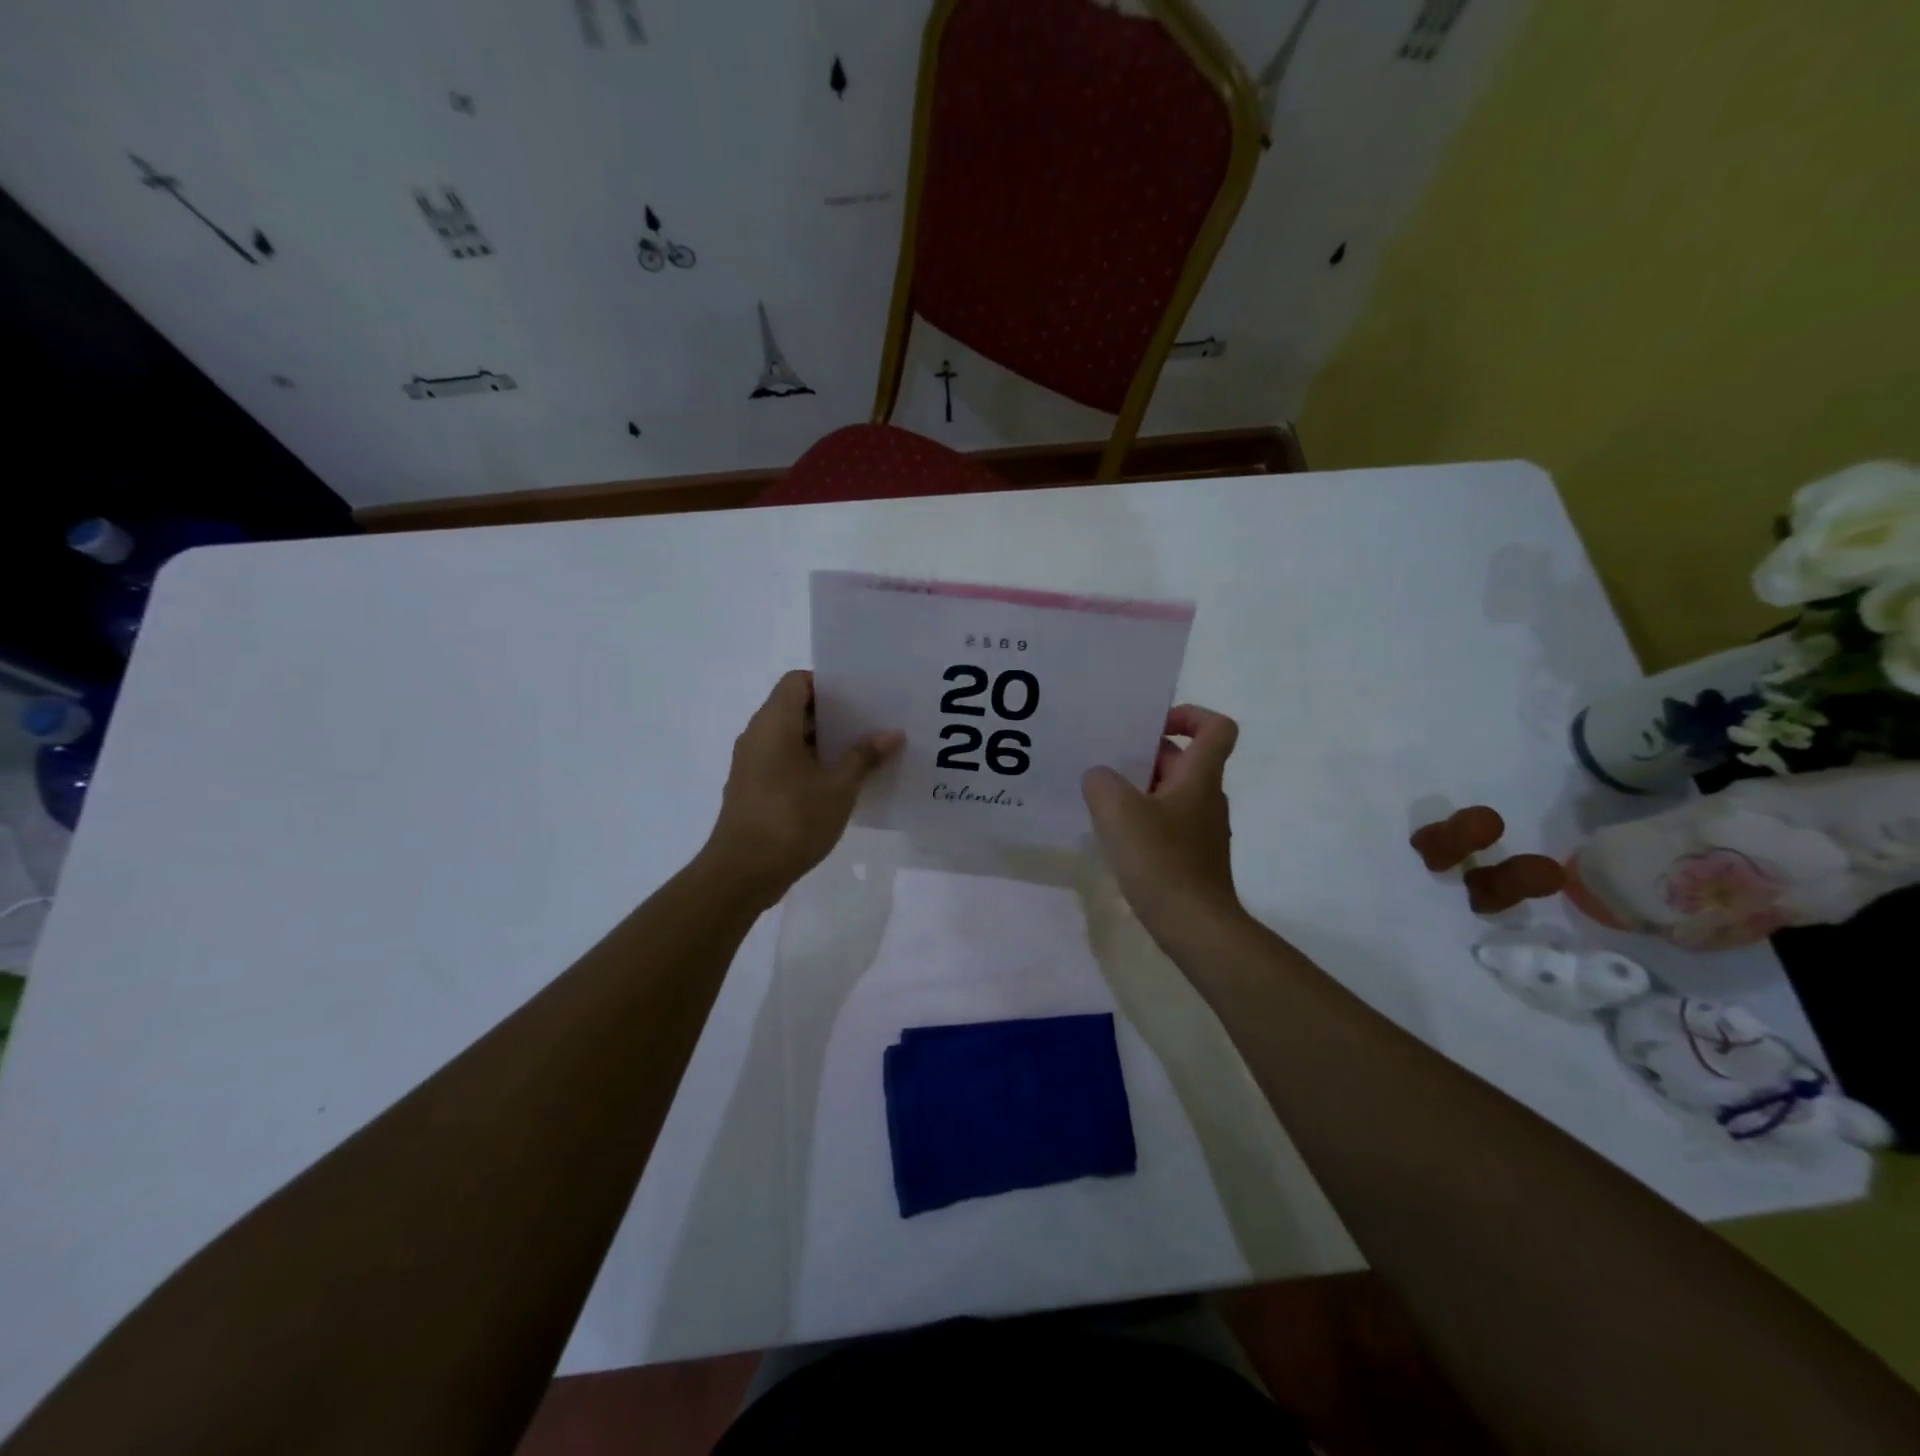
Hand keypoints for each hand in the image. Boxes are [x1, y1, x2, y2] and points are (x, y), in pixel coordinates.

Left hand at [703, 670, 903, 907]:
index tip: (861, 696)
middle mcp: (758, 736)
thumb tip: (893, 733)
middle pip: (796, 708)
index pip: (798, 681)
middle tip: (873, 722)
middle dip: (834, 715)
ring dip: (824, 743)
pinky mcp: (754, 789)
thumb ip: (865, 756)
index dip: (828, 684)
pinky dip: (810, 764)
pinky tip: (840, 783)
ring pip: (791, 738)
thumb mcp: (838, 787)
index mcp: (774, 723)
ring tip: (865, 752)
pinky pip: (784, 762)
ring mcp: (752, 764)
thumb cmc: (792, 820)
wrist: (742, 873)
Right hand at [1083, 705, 1246, 943]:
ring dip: (1139, 790)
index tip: (1152, 725)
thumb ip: (1101, 782)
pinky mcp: (1193, 857)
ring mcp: (1202, 829)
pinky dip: (1143, 821)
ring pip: (1171, 793)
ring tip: (1101, 800)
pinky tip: (1115, 838)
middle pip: (1183, 759)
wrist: (1195, 926)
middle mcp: (1207, 797)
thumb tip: (1099, 777)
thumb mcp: (1118, 811)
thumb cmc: (1161, 860)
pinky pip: (1167, 823)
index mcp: (1200, 777)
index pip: (1216, 728)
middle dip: (1145, 756)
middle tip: (1105, 762)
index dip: (1189, 715)